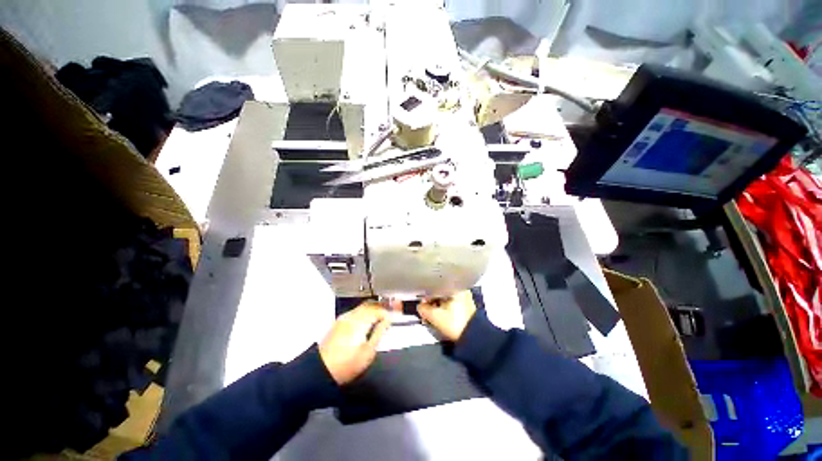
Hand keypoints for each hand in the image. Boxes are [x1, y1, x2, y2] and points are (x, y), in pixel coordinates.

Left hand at [319, 301, 390, 384]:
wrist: (320, 371)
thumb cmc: (347, 365)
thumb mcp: (368, 352)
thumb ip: (379, 332)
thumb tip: (387, 320)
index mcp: (360, 321)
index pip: (379, 309)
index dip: (390, 310)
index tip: (398, 312)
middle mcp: (352, 315)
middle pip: (371, 304)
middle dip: (383, 305)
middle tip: (393, 309)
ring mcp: (344, 317)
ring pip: (363, 306)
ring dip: (375, 308)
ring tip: (384, 314)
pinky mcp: (340, 322)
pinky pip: (356, 311)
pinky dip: (366, 311)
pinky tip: (370, 319)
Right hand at [417, 291, 476, 340]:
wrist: (474, 338)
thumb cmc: (455, 324)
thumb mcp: (435, 316)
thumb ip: (423, 309)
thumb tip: (419, 306)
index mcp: (454, 287)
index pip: (435, 286)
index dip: (426, 295)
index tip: (422, 303)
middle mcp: (460, 289)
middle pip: (439, 292)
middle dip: (431, 301)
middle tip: (426, 311)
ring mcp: (464, 297)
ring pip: (444, 298)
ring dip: (436, 305)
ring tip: (431, 315)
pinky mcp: (465, 305)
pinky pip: (450, 302)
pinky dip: (443, 308)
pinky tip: (439, 316)